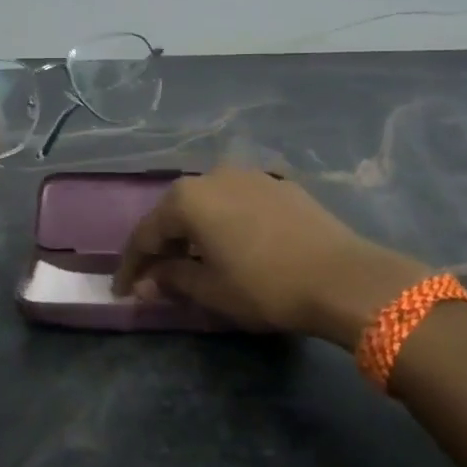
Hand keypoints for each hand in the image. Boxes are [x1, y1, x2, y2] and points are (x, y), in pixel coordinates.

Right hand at [112, 169, 425, 346]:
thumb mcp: (211, 290)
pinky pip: (237, 202)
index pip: (146, 233)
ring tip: (193, 261)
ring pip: (208, 204)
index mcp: (188, 198)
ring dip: (194, 232)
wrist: (343, 276)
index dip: (132, 265)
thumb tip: (148, 282)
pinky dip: (225, 223)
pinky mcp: (279, 183)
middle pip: (175, 212)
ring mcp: (250, 175)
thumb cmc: (265, 285)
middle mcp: (214, 175)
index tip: (122, 290)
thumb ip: (172, 280)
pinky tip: (231, 244)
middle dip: (162, 245)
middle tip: (155, 277)